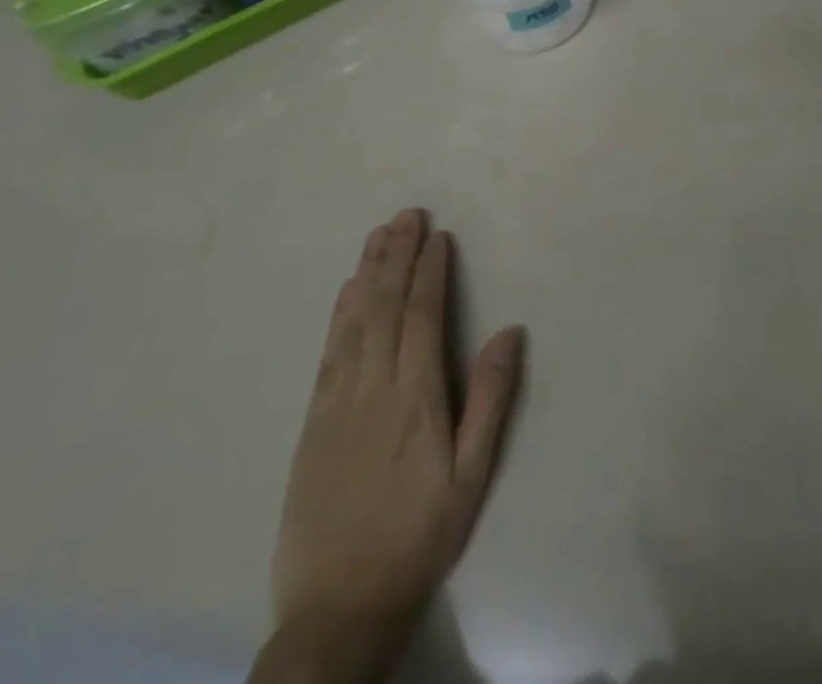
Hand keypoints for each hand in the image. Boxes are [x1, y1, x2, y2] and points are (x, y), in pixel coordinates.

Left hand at [270, 209, 523, 661]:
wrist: (337, 607)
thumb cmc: (419, 535)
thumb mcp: (472, 475)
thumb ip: (490, 399)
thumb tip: (509, 331)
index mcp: (415, 398)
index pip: (422, 318)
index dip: (430, 273)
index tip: (437, 236)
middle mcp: (372, 389)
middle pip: (384, 309)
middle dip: (397, 257)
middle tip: (407, 215)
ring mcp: (336, 405)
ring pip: (352, 324)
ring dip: (366, 274)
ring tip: (379, 235)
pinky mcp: (312, 424)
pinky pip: (327, 355)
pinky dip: (338, 316)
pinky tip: (345, 292)